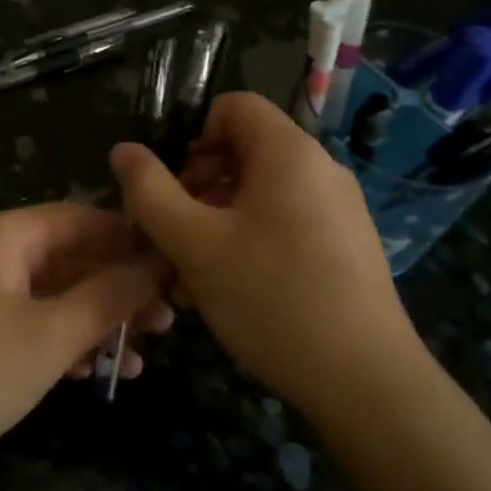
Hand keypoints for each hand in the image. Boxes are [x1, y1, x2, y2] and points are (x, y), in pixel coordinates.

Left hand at [0, 204, 171, 479]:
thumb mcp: (46, 336)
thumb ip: (105, 298)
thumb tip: (153, 264)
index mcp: (5, 235)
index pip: (82, 219)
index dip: (131, 240)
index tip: (174, 268)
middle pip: (67, 257)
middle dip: (116, 289)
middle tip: (167, 323)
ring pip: (47, 294)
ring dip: (91, 321)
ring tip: (139, 357)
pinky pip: (21, 320)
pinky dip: (56, 340)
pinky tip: (89, 372)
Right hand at [109, 92, 427, 416]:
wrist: (366, 384)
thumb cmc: (272, 299)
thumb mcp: (194, 244)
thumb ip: (150, 191)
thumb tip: (123, 151)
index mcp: (289, 152)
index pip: (233, 106)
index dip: (191, 134)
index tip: (169, 184)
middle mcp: (320, 169)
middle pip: (244, 151)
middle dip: (196, 186)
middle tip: (172, 234)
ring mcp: (338, 210)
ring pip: (259, 194)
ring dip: (215, 221)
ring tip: (190, 275)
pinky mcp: (345, 247)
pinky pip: (284, 224)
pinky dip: (248, 242)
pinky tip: (229, 290)